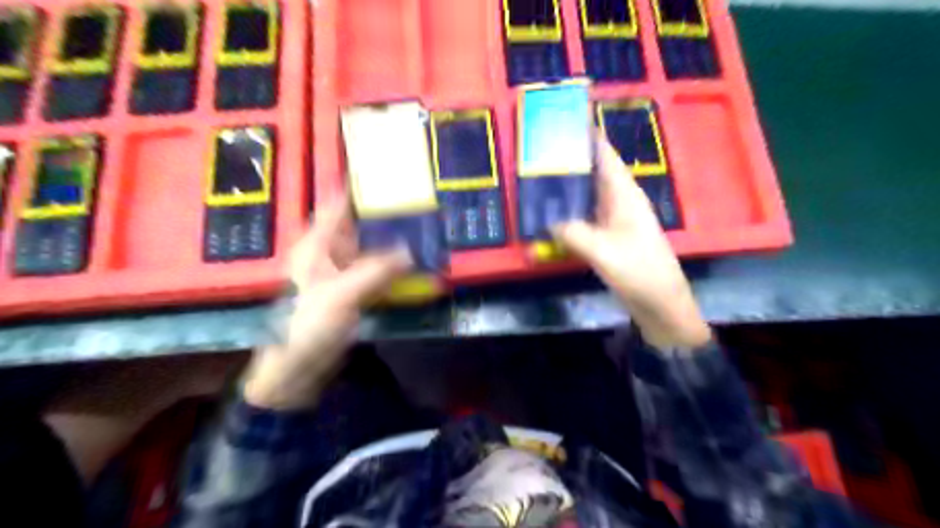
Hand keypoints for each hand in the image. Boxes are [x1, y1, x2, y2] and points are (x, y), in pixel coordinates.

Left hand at [245, 198, 411, 408]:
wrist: (297, 369)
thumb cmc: (308, 325)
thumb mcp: (342, 294)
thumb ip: (377, 270)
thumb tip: (412, 251)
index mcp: (317, 244)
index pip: (338, 204)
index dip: (358, 185)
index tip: (386, 171)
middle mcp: (329, 252)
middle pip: (358, 223)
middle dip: (384, 213)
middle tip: (417, 202)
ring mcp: (342, 272)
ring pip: (370, 246)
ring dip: (392, 239)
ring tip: (422, 228)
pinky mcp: (352, 291)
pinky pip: (376, 269)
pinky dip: (393, 265)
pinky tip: (414, 263)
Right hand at [552, 134, 711, 350]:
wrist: (661, 303)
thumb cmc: (639, 271)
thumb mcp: (603, 251)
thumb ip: (572, 233)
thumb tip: (546, 221)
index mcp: (624, 194)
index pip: (605, 156)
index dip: (587, 137)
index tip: (564, 122)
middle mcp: (619, 201)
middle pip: (593, 173)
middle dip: (569, 162)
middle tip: (538, 153)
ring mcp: (614, 220)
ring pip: (587, 195)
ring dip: (567, 188)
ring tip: (538, 180)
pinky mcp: (609, 237)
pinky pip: (585, 217)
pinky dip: (568, 213)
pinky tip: (550, 216)